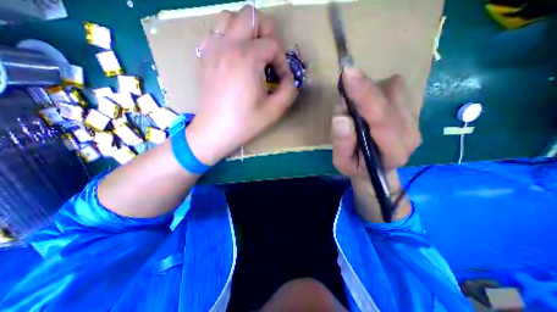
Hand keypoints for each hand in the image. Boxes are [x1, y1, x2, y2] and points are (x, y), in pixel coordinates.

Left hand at [185, 6, 298, 164]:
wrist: (214, 131)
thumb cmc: (244, 123)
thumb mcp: (274, 110)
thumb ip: (289, 90)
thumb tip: (289, 79)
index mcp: (247, 58)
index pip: (272, 45)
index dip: (282, 61)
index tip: (281, 79)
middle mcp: (228, 45)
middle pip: (251, 15)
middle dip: (267, 32)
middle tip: (270, 55)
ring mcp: (212, 49)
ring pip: (229, 17)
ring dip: (246, 29)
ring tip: (253, 51)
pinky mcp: (204, 57)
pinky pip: (216, 32)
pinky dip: (228, 37)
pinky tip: (234, 56)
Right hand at [332, 67, 419, 221]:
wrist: (378, 170)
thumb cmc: (358, 168)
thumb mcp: (342, 163)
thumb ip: (342, 143)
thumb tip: (342, 116)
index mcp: (394, 150)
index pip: (381, 117)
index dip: (364, 94)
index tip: (347, 74)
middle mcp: (410, 131)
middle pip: (389, 97)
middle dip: (363, 89)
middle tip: (343, 91)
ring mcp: (414, 120)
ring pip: (393, 89)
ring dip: (369, 90)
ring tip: (353, 104)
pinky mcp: (410, 111)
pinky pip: (394, 90)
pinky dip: (375, 90)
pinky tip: (365, 103)